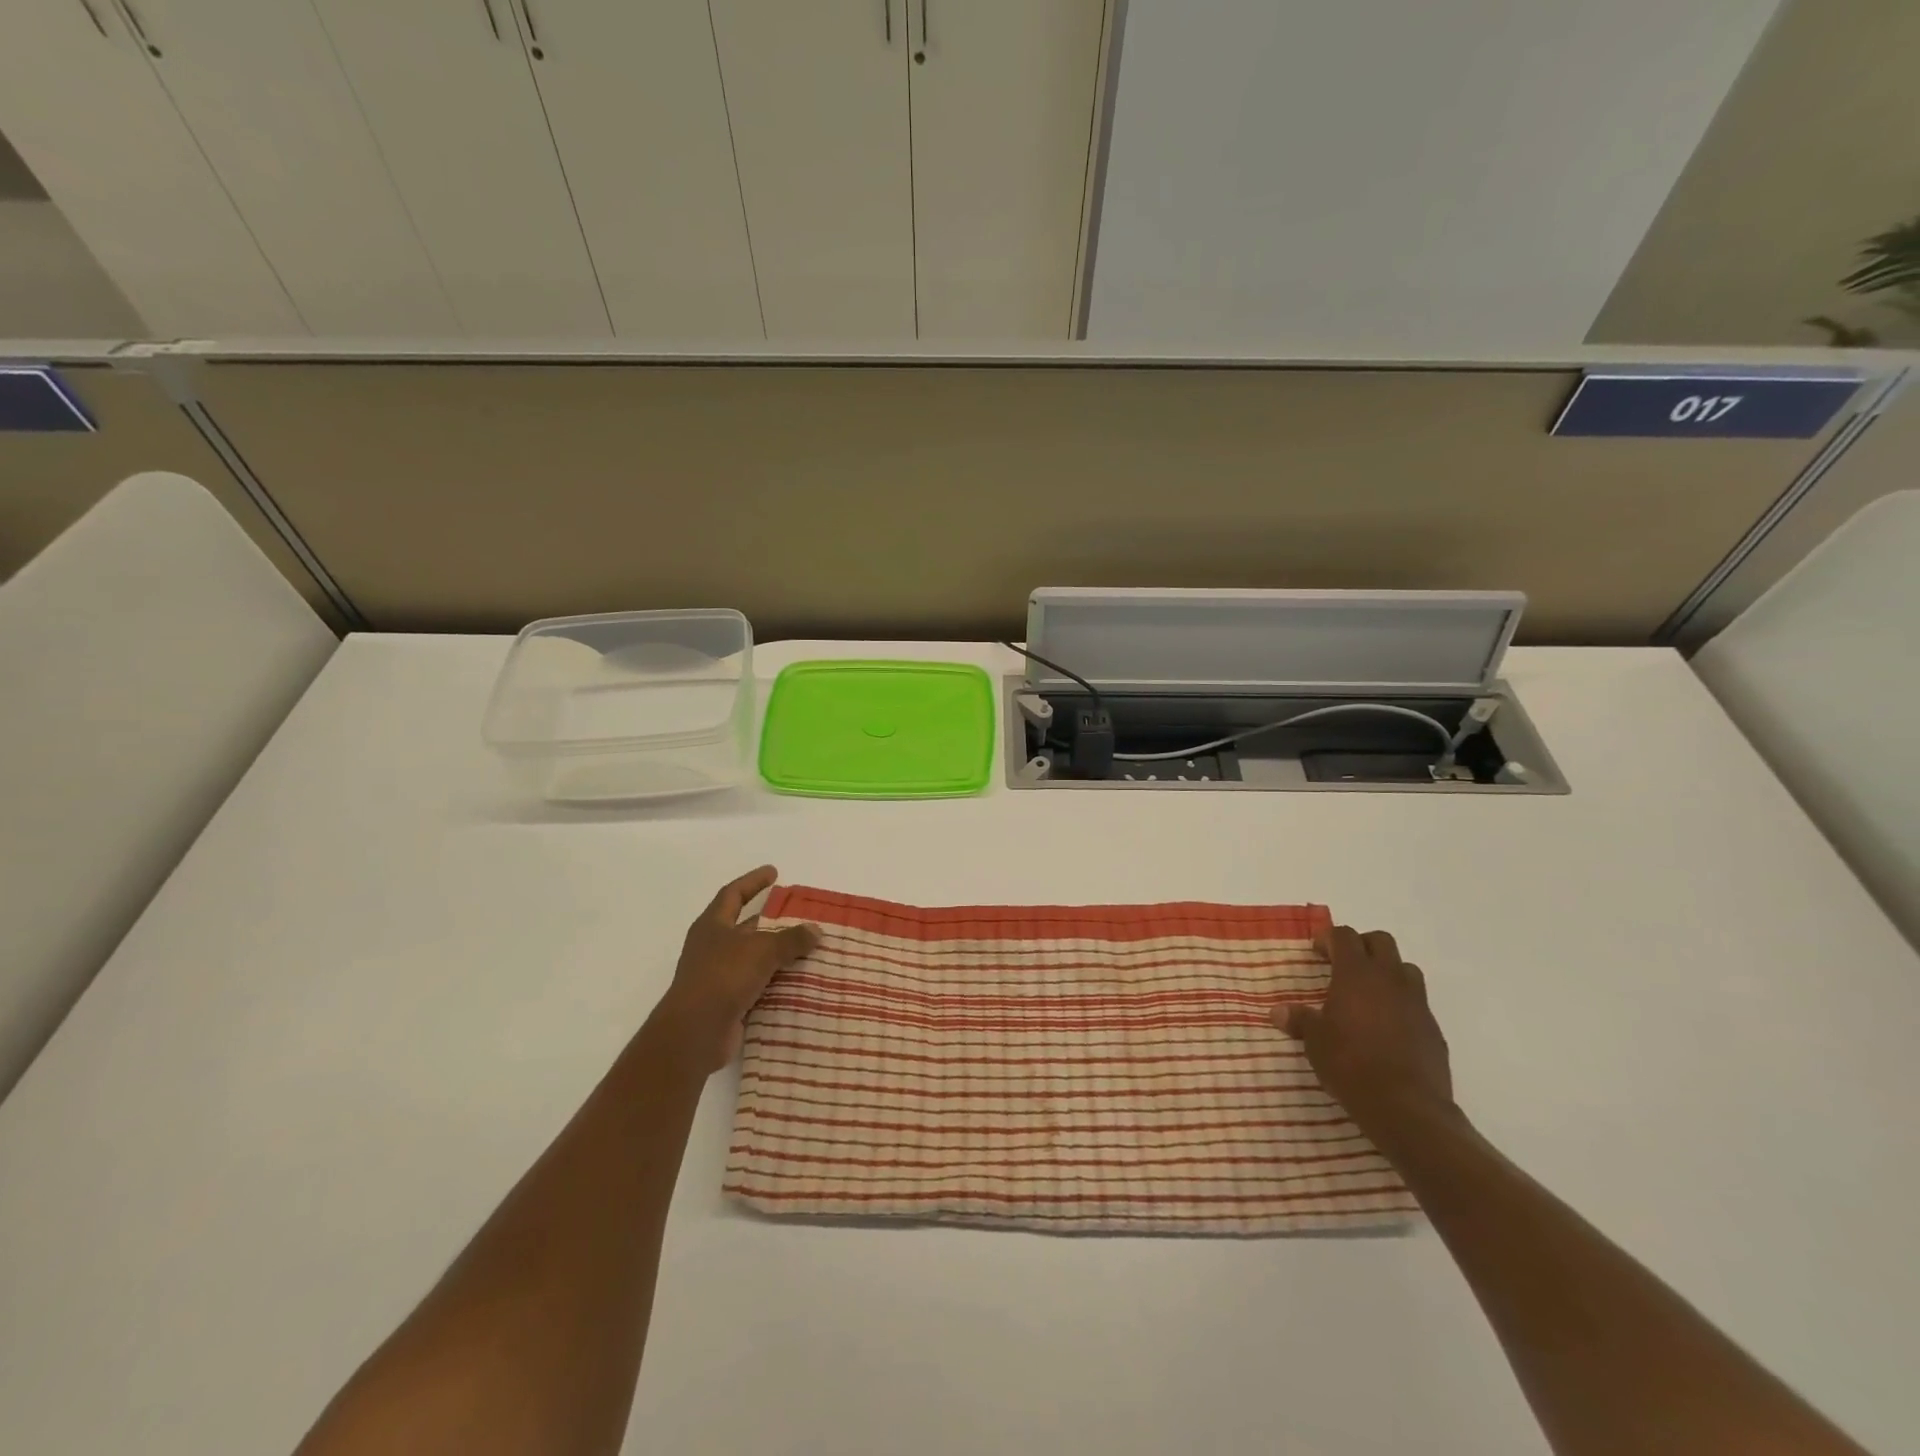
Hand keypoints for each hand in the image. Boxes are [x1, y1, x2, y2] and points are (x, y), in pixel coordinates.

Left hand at [652, 866, 818, 1073]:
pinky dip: (776, 982)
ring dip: (777, 954)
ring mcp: (718, 976)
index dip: (753, 881)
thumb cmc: (723, 976)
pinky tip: (799, 981)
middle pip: (746, 927)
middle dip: (772, 921)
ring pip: (754, 958)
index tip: (774, 872)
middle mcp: (713, 947)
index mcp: (713, 926)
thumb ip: (791, 938)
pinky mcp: (727, 1003)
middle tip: (801, 915)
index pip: (733, 894)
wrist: (695, 1032)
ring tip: (809, 948)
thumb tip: (816, 930)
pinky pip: (757, 986)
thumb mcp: (762, 950)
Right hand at [1272, 926, 1456, 1140]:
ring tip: (1369, 994)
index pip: (1344, 936)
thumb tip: (1278, 1012)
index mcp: (1356, 974)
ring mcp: (1416, 1002)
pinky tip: (1387, 1027)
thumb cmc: (1350, 1063)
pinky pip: (1417, 1002)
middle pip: (1381, 941)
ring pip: (1404, 968)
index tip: (1317, 953)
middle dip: (1361, 946)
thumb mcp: (1314, 1042)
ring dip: (1387, 972)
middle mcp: (1389, 979)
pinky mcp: (1433, 1028)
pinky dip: (1401, 1003)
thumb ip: (1299, 1020)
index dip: (1329, 939)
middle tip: (1344, 966)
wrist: (1406, 1106)